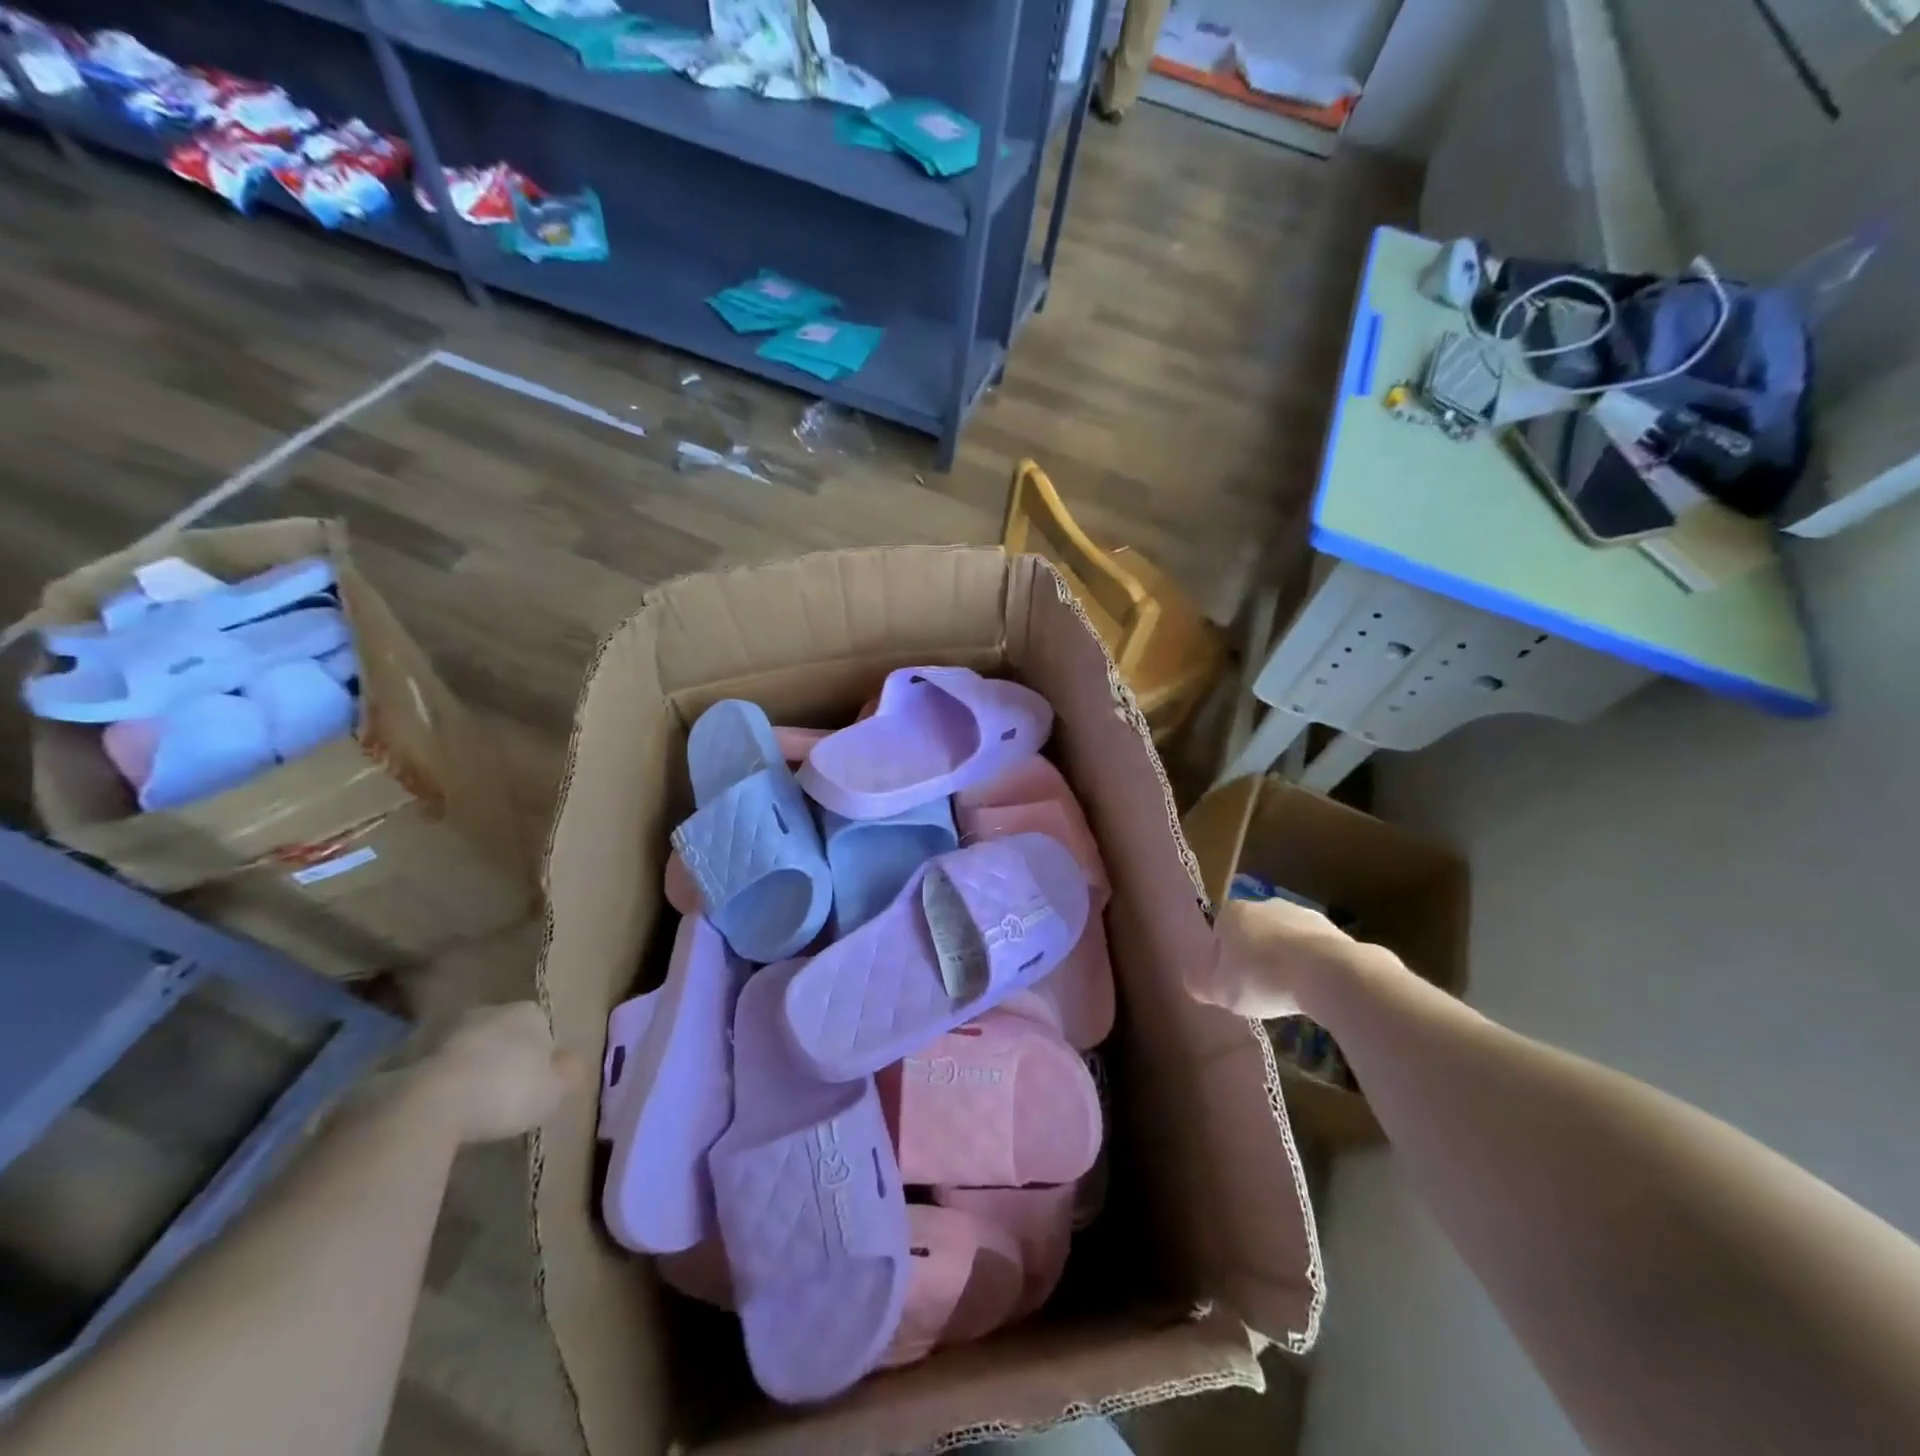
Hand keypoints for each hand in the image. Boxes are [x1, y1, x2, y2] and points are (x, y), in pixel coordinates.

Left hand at [417, 1003, 581, 1143]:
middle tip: (503, 1095)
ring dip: (469, 1071)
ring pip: (467, 1051)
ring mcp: (444, 1032)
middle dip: (502, 1058)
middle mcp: (488, 1012)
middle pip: (501, 1035)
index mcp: (528, 1012)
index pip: (541, 1027)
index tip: (535, 1084)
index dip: (540, 1056)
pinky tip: (441, 1113)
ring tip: (470, 1108)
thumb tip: (569, 1063)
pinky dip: (439, 1087)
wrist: (429, 1105)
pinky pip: (435, 1072)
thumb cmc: (506, 1091)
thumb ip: (567, 1073)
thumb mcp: (554, 1090)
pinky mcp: (406, 1058)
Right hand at [1187, 896, 1391, 1020]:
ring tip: (1288, 991)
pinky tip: (1312, 987)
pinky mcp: (1331, 928)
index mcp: (1232, 913)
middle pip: (1252, 932)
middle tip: (1258, 988)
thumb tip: (1191, 981)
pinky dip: (1310, 964)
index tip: (1230, 982)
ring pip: (1283, 938)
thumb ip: (1201, 985)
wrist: (1326, 973)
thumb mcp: (1220, 990)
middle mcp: (1263, 905)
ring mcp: (1299, 913)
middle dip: (1254, 955)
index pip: (1218, 932)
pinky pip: (1311, 948)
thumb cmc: (1261, 977)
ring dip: (1283, 958)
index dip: (1222, 958)